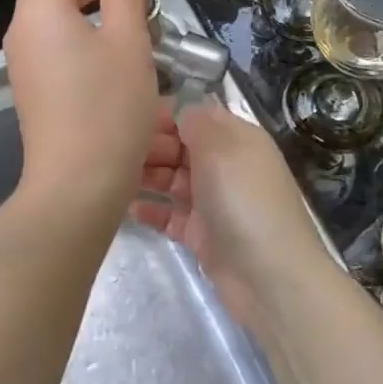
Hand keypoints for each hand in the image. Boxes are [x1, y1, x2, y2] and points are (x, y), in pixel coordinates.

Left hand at [4, 0, 158, 217]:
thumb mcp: (127, 39)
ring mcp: (23, 57)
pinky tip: (108, 28)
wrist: (77, 185)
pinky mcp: (32, 81)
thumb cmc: (109, 109)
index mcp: (41, 8)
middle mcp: (22, 27)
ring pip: (50, 5)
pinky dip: (77, 16)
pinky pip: (51, 32)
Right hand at [134, 99, 337, 334]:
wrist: (269, 276)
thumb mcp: (220, 147)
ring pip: (172, 180)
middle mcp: (226, 166)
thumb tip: (179, 107)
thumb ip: (195, 121)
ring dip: (146, 177)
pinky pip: (171, 215)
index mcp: (236, 138)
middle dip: (150, 146)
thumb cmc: (243, 199)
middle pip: (180, 147)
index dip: (164, 115)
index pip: (195, 116)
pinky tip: (127, 209)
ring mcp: (214, 201)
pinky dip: (152, 210)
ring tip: (113, 178)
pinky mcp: (203, 234)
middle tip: (117, 154)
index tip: (129, 119)